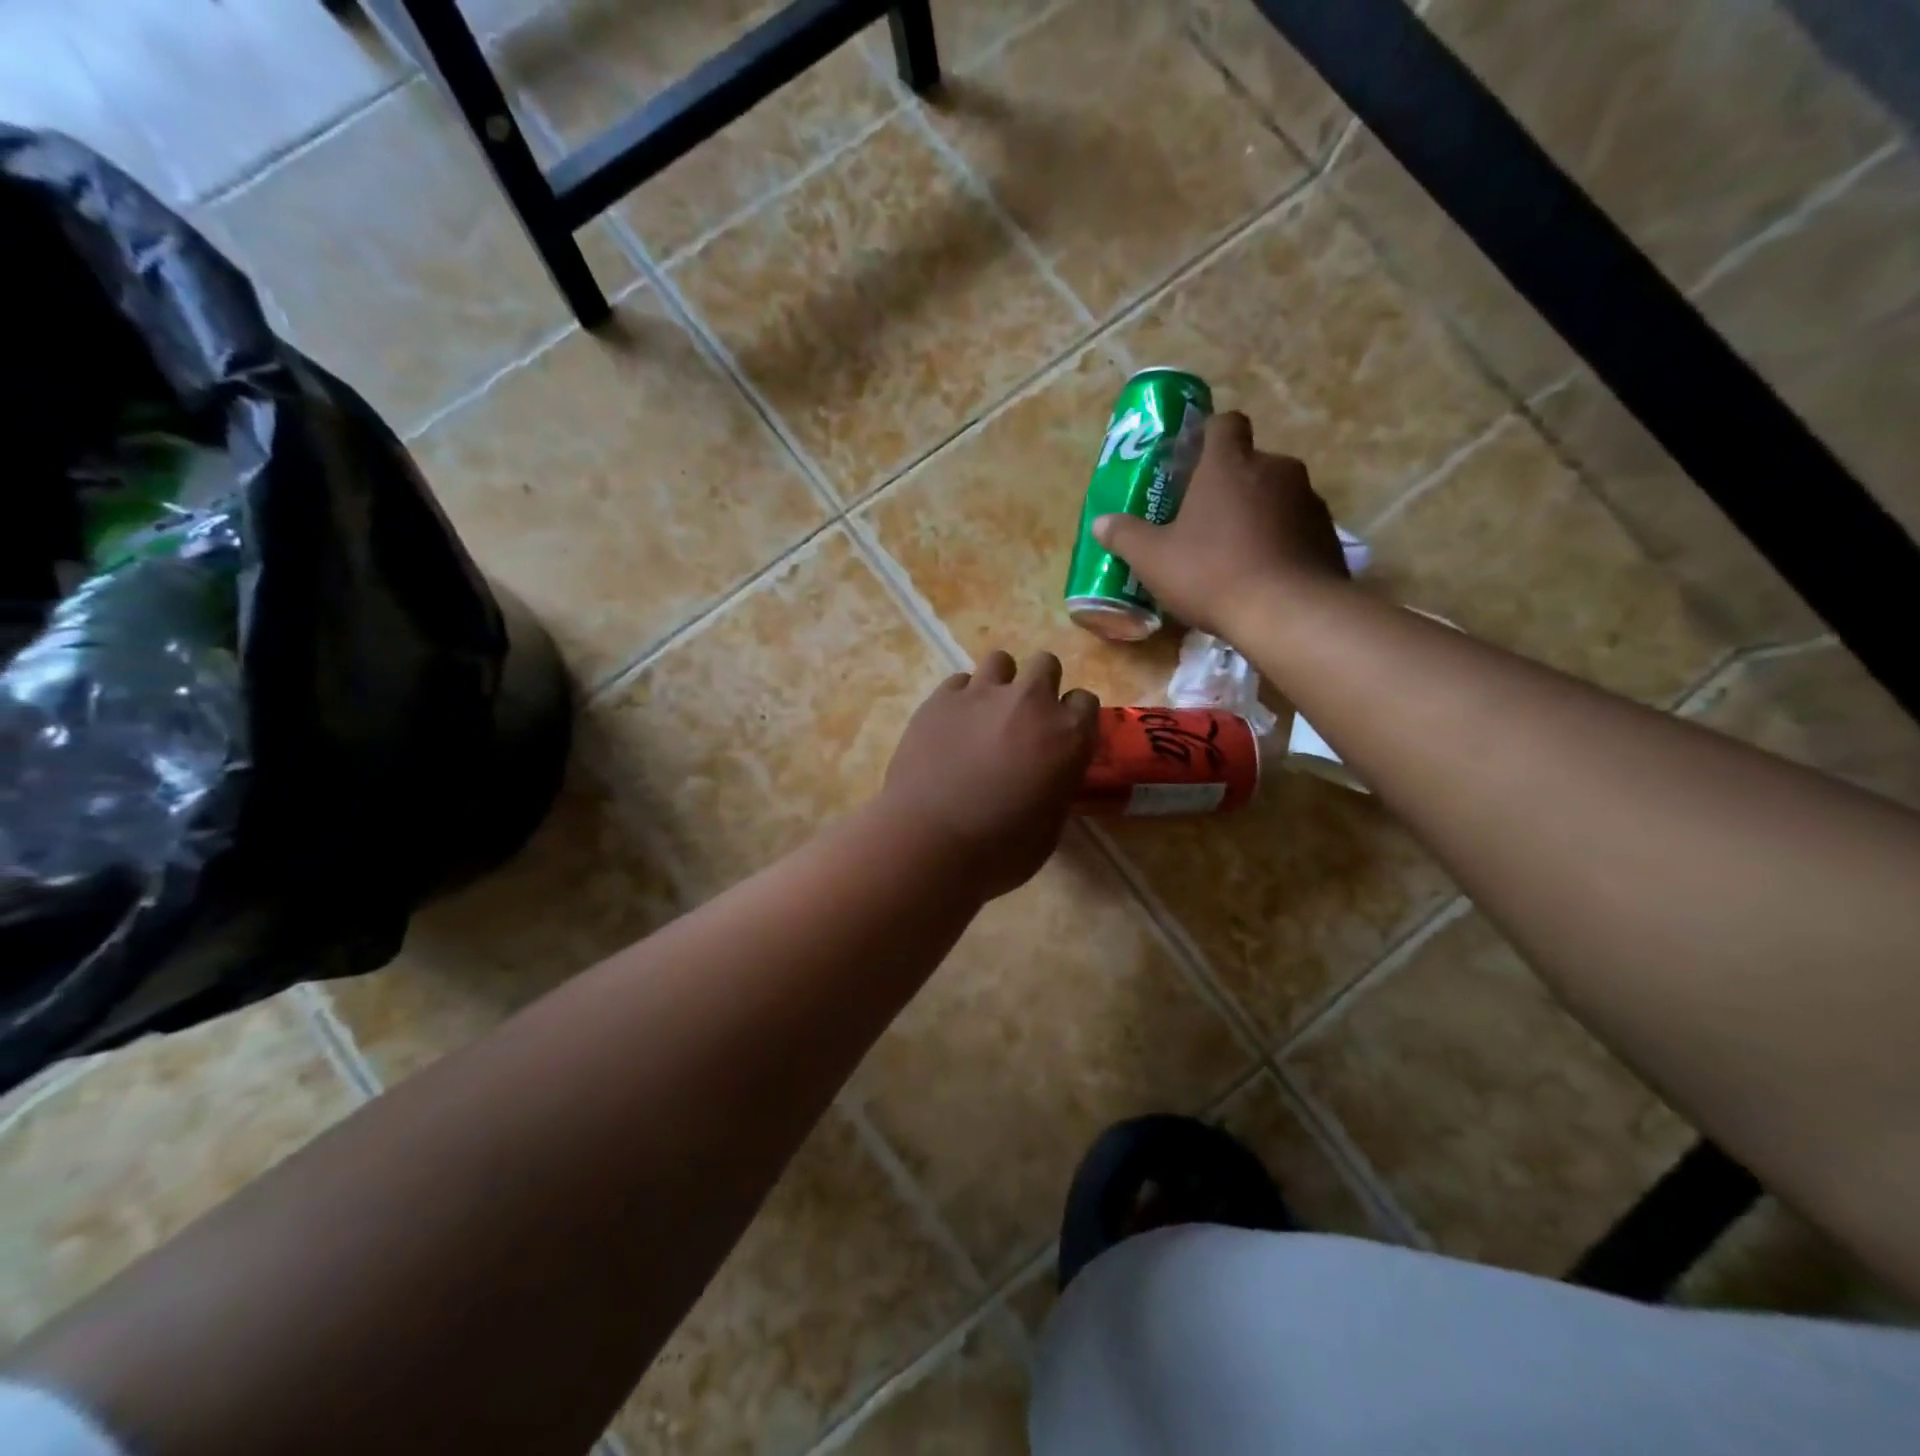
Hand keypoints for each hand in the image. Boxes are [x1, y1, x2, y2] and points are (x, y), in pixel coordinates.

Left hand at [879, 650, 1098, 898]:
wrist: (931, 842)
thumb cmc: (1000, 849)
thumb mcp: (1050, 825)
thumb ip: (1056, 784)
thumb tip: (1048, 775)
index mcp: (1068, 736)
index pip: (1085, 701)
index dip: (1072, 717)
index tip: (1060, 736)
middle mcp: (1031, 702)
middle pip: (1045, 665)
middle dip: (1040, 686)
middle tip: (1023, 719)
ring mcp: (982, 694)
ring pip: (1000, 661)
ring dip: (1000, 683)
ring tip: (985, 714)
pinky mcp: (941, 698)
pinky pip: (959, 681)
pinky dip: (961, 698)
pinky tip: (951, 725)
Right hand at [1093, 411, 1348, 637]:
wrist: (1287, 612)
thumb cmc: (1211, 573)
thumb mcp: (1154, 560)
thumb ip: (1126, 536)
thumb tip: (1101, 523)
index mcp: (1228, 465)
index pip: (1224, 423)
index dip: (1208, 435)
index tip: (1193, 461)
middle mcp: (1274, 468)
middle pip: (1250, 462)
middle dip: (1230, 484)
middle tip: (1205, 520)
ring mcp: (1307, 499)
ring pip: (1276, 495)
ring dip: (1257, 513)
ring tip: (1235, 552)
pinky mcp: (1327, 532)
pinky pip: (1296, 526)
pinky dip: (1280, 540)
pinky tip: (1263, 573)